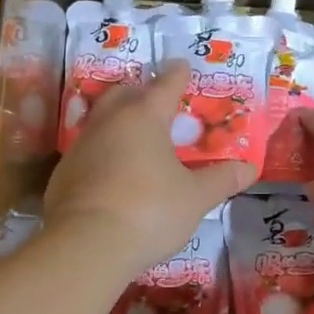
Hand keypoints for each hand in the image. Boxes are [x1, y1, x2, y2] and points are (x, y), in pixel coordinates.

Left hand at [44, 61, 258, 272]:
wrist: (85, 247)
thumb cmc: (150, 211)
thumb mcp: (195, 198)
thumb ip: (221, 179)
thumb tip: (250, 168)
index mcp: (145, 116)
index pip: (166, 84)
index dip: (178, 74)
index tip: (183, 66)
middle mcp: (110, 121)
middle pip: (125, 93)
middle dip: (142, 93)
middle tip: (159, 103)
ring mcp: (82, 146)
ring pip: (102, 120)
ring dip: (119, 122)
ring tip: (137, 139)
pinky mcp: (63, 173)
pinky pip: (88, 151)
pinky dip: (103, 153)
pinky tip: (113, 173)